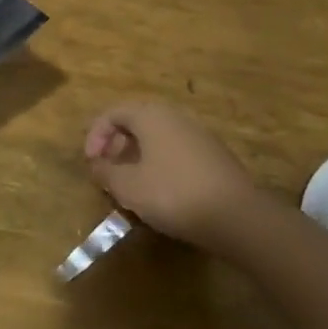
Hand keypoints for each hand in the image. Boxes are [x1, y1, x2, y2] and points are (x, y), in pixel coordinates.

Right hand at [83, 101, 266, 248]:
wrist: (236, 215)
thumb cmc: (173, 194)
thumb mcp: (129, 187)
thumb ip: (106, 173)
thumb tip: (97, 165)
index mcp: (150, 115)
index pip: (113, 113)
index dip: (95, 135)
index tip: (91, 163)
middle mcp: (174, 115)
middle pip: (136, 121)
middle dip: (117, 145)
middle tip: (109, 171)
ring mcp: (198, 133)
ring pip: (158, 136)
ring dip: (138, 155)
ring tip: (132, 184)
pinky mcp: (214, 153)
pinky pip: (176, 149)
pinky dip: (160, 162)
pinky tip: (161, 191)